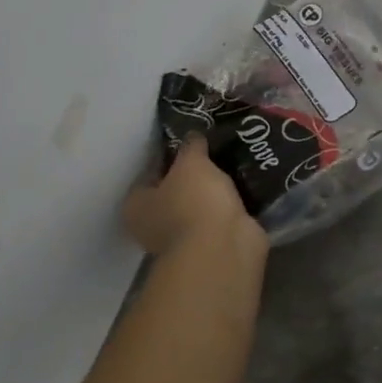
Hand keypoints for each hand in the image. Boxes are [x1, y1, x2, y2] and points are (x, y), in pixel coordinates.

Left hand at [124, 136, 265, 263]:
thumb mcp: (191, 163)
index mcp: (135, 205)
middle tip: (217, 150)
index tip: (193, 139)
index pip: (149, 173)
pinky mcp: (210, 244)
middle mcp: (152, 224)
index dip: (169, 155)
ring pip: (199, 204)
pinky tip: (246, 185)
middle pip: (174, 190)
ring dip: (214, 190)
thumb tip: (192, 135)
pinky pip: (219, 215)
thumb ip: (191, 146)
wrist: (222, 247)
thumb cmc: (194, 201)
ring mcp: (182, 238)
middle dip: (195, 174)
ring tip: (235, 163)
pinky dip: (230, 204)